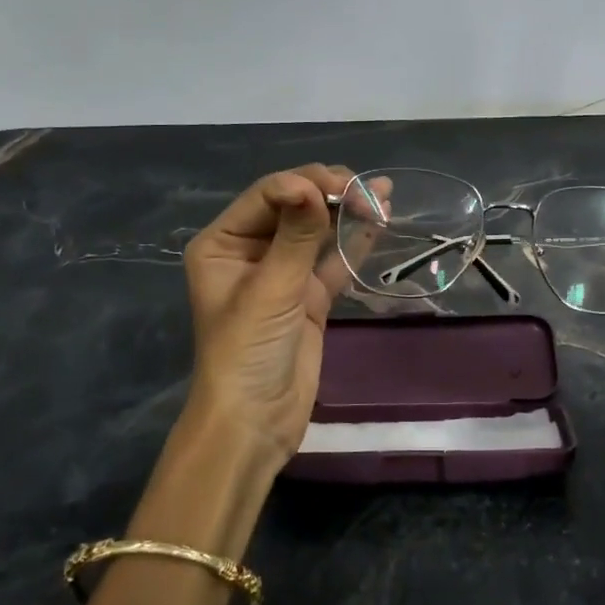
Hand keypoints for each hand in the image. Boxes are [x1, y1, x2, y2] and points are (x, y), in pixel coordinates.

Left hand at [179, 165, 356, 476]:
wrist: (255, 422)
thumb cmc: (247, 351)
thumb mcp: (270, 290)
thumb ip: (296, 236)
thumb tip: (311, 183)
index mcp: (223, 243)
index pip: (266, 196)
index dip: (303, 184)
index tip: (340, 187)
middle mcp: (249, 250)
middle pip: (293, 207)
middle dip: (329, 193)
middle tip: (366, 191)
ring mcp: (282, 273)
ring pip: (316, 231)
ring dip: (346, 211)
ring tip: (381, 193)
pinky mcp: (308, 296)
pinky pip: (332, 260)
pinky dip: (353, 242)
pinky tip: (378, 221)